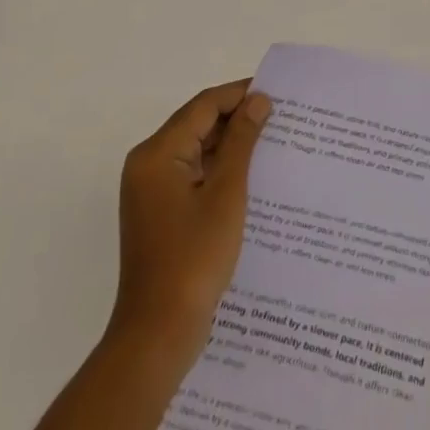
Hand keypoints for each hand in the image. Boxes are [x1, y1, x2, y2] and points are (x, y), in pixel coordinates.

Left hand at [109, 81, 270, 367]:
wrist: (158, 335)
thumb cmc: (193, 259)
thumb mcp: (226, 195)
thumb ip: (241, 142)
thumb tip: (258, 101)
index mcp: (157, 153)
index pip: (203, 106)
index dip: (240, 94)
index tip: (278, 93)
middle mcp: (148, 164)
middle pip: (197, 125)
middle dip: (238, 119)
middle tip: (281, 118)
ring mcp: (152, 191)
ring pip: (196, 151)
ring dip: (231, 146)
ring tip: (274, 143)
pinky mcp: (160, 213)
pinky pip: (192, 175)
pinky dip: (219, 171)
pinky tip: (252, 177)